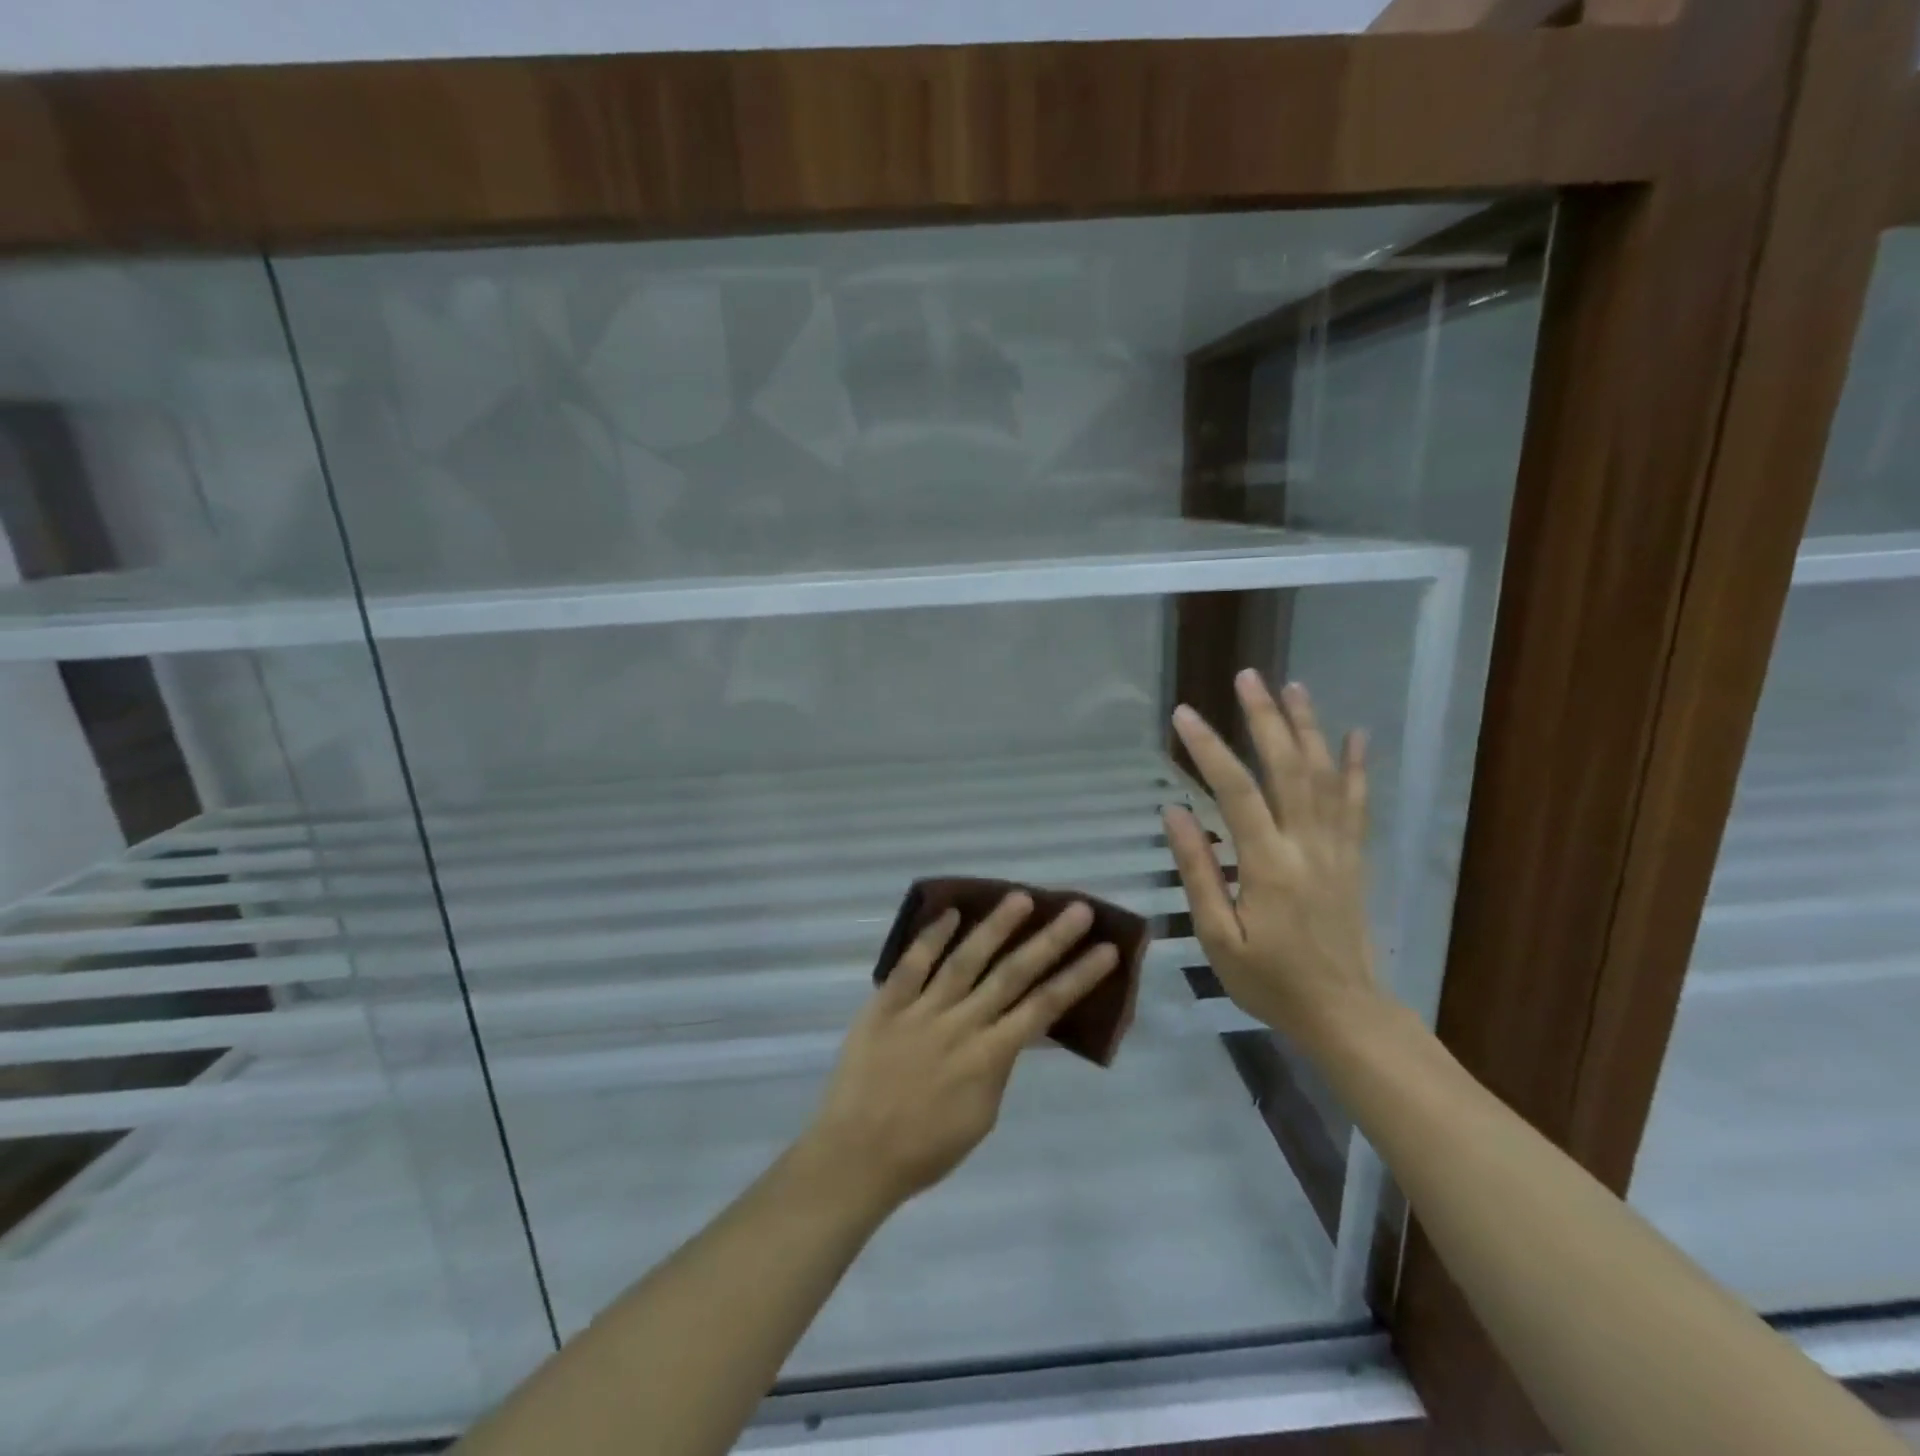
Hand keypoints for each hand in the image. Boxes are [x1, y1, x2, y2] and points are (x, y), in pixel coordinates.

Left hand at [800, 894, 1118, 1213]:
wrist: (857, 1155)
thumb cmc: (925, 1148)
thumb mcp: (981, 1116)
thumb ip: (999, 1067)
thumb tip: (1014, 1031)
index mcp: (990, 1057)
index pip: (1044, 1007)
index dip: (1077, 977)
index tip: (1105, 950)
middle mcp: (962, 1024)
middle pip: (1013, 974)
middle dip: (1050, 941)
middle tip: (1078, 910)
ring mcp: (922, 1010)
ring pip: (965, 959)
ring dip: (996, 927)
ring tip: (1021, 897)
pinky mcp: (886, 1004)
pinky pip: (912, 964)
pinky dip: (932, 937)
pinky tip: (951, 912)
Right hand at [1163, 672, 1385, 1045]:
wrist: (1345, 1014)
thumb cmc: (1270, 981)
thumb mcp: (1218, 937)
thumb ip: (1198, 871)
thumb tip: (1175, 812)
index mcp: (1268, 865)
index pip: (1235, 792)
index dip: (1208, 749)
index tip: (1183, 715)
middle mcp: (1307, 845)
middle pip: (1287, 768)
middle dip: (1265, 718)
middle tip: (1247, 678)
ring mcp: (1337, 849)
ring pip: (1324, 775)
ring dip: (1307, 728)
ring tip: (1293, 687)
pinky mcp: (1354, 858)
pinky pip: (1357, 803)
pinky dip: (1355, 766)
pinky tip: (1355, 735)